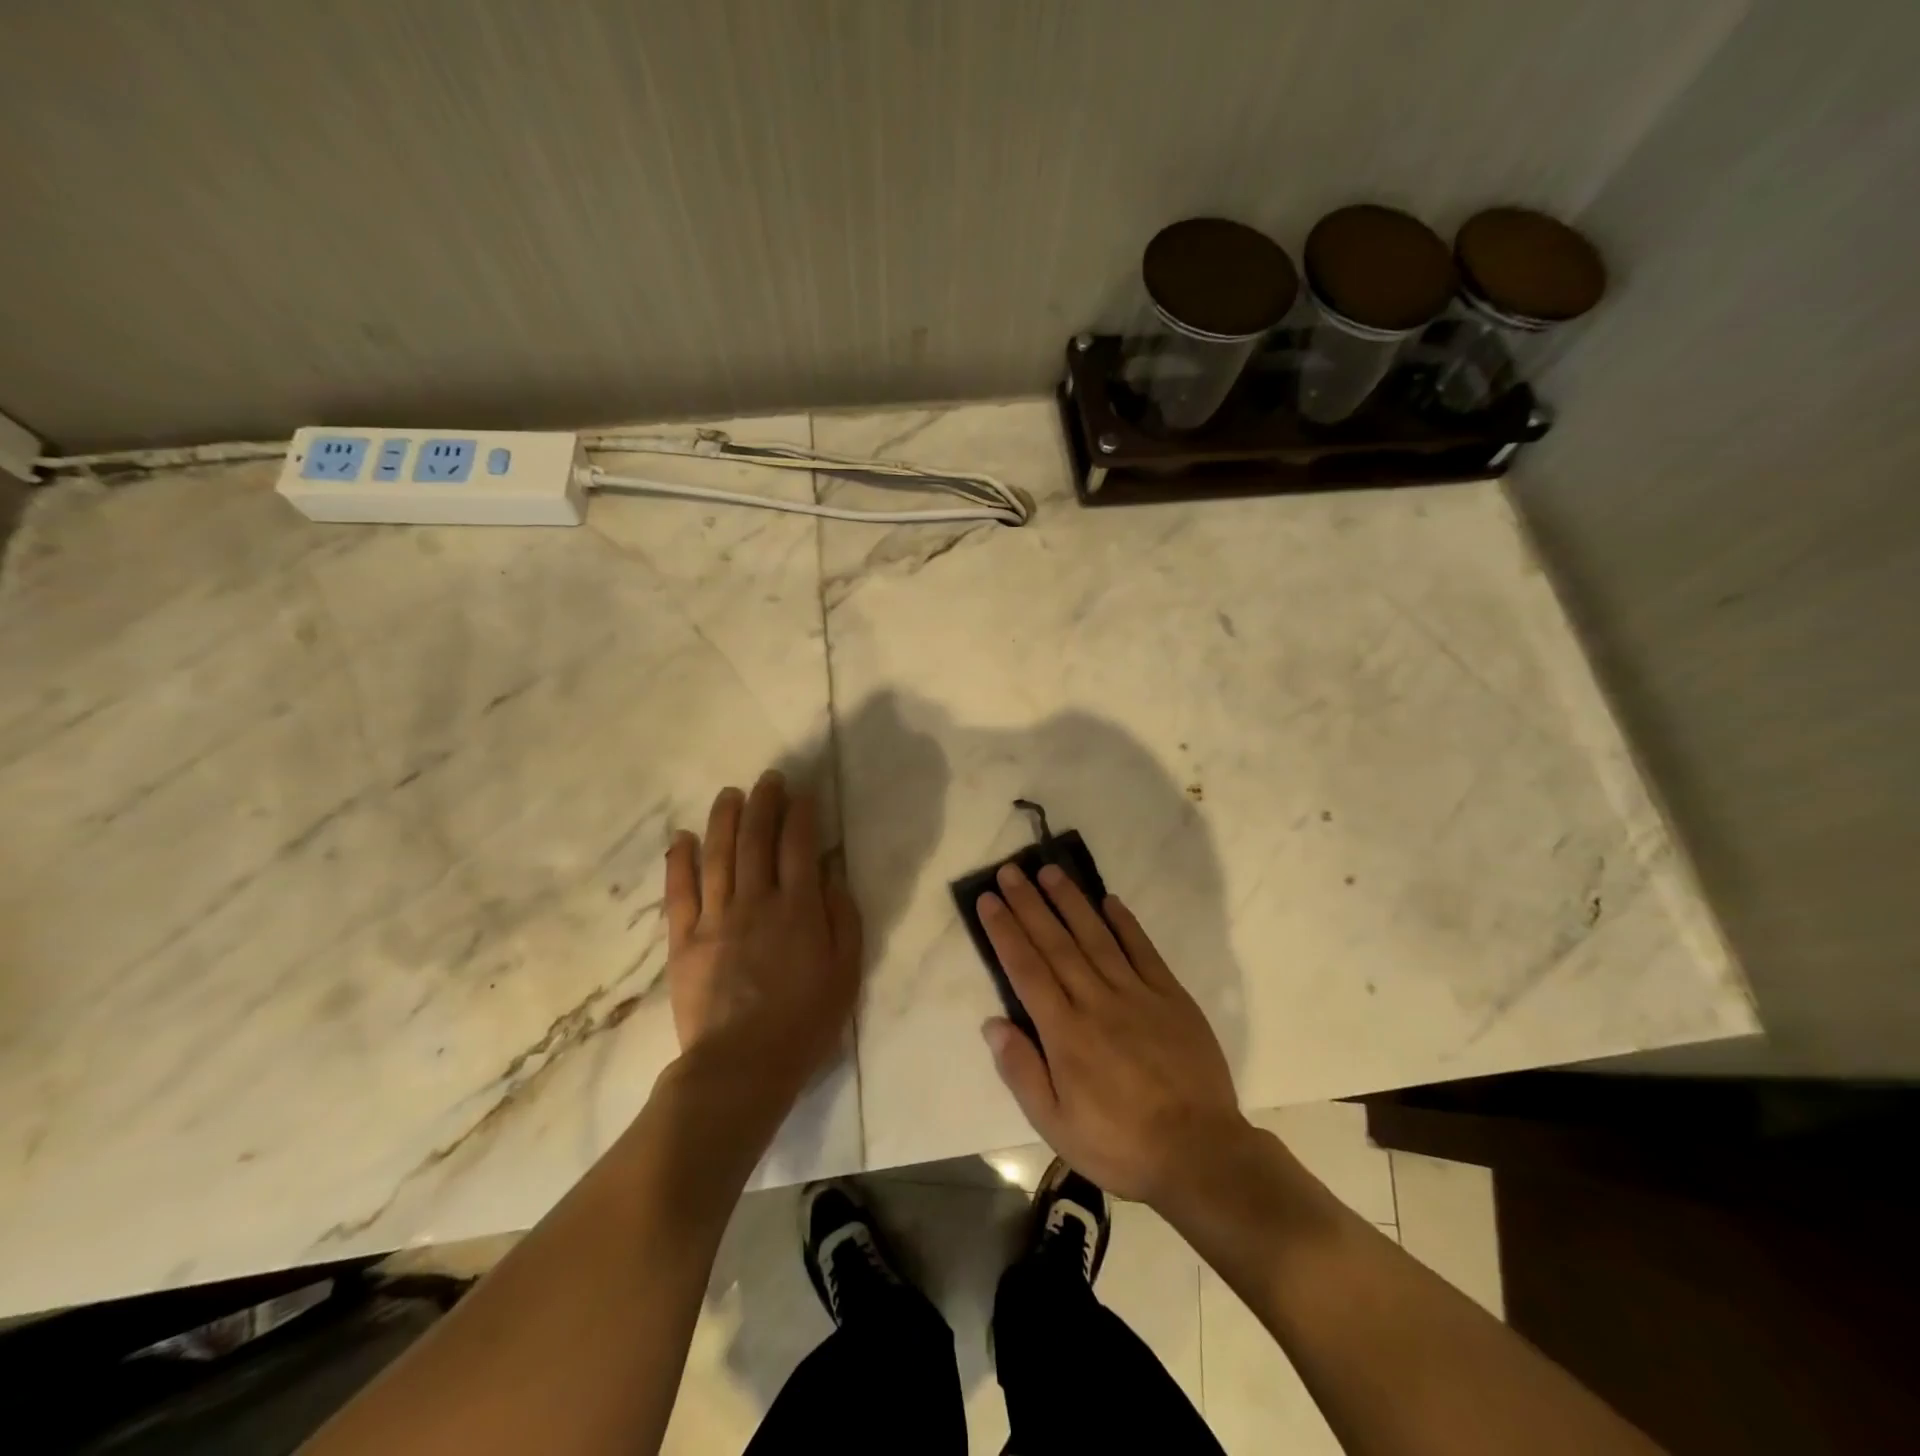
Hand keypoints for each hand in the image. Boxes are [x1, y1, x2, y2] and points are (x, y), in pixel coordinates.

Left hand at [663, 772, 861, 1089]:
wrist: (742, 1067)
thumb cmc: (804, 1022)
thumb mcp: (846, 972)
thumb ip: (843, 918)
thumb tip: (831, 876)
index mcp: (798, 909)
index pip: (799, 845)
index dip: (801, 814)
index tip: (802, 793)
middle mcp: (756, 902)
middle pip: (756, 840)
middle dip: (763, 803)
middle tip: (767, 779)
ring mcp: (716, 919)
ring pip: (718, 855)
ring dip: (724, 819)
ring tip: (730, 794)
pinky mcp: (684, 940)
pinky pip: (680, 892)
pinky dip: (680, 861)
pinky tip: (683, 837)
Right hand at [978, 863, 1244, 1204]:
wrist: (1200, 1154)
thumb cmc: (1119, 1144)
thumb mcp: (1056, 1125)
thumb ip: (1022, 1071)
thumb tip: (992, 1023)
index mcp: (1065, 1032)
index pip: (1026, 969)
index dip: (1005, 931)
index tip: (989, 899)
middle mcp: (1096, 1001)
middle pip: (1056, 943)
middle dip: (1029, 904)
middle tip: (1011, 871)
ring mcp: (1137, 994)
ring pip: (1096, 937)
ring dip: (1071, 902)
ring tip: (1050, 872)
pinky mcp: (1171, 996)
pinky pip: (1144, 950)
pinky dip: (1125, 923)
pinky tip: (1109, 900)